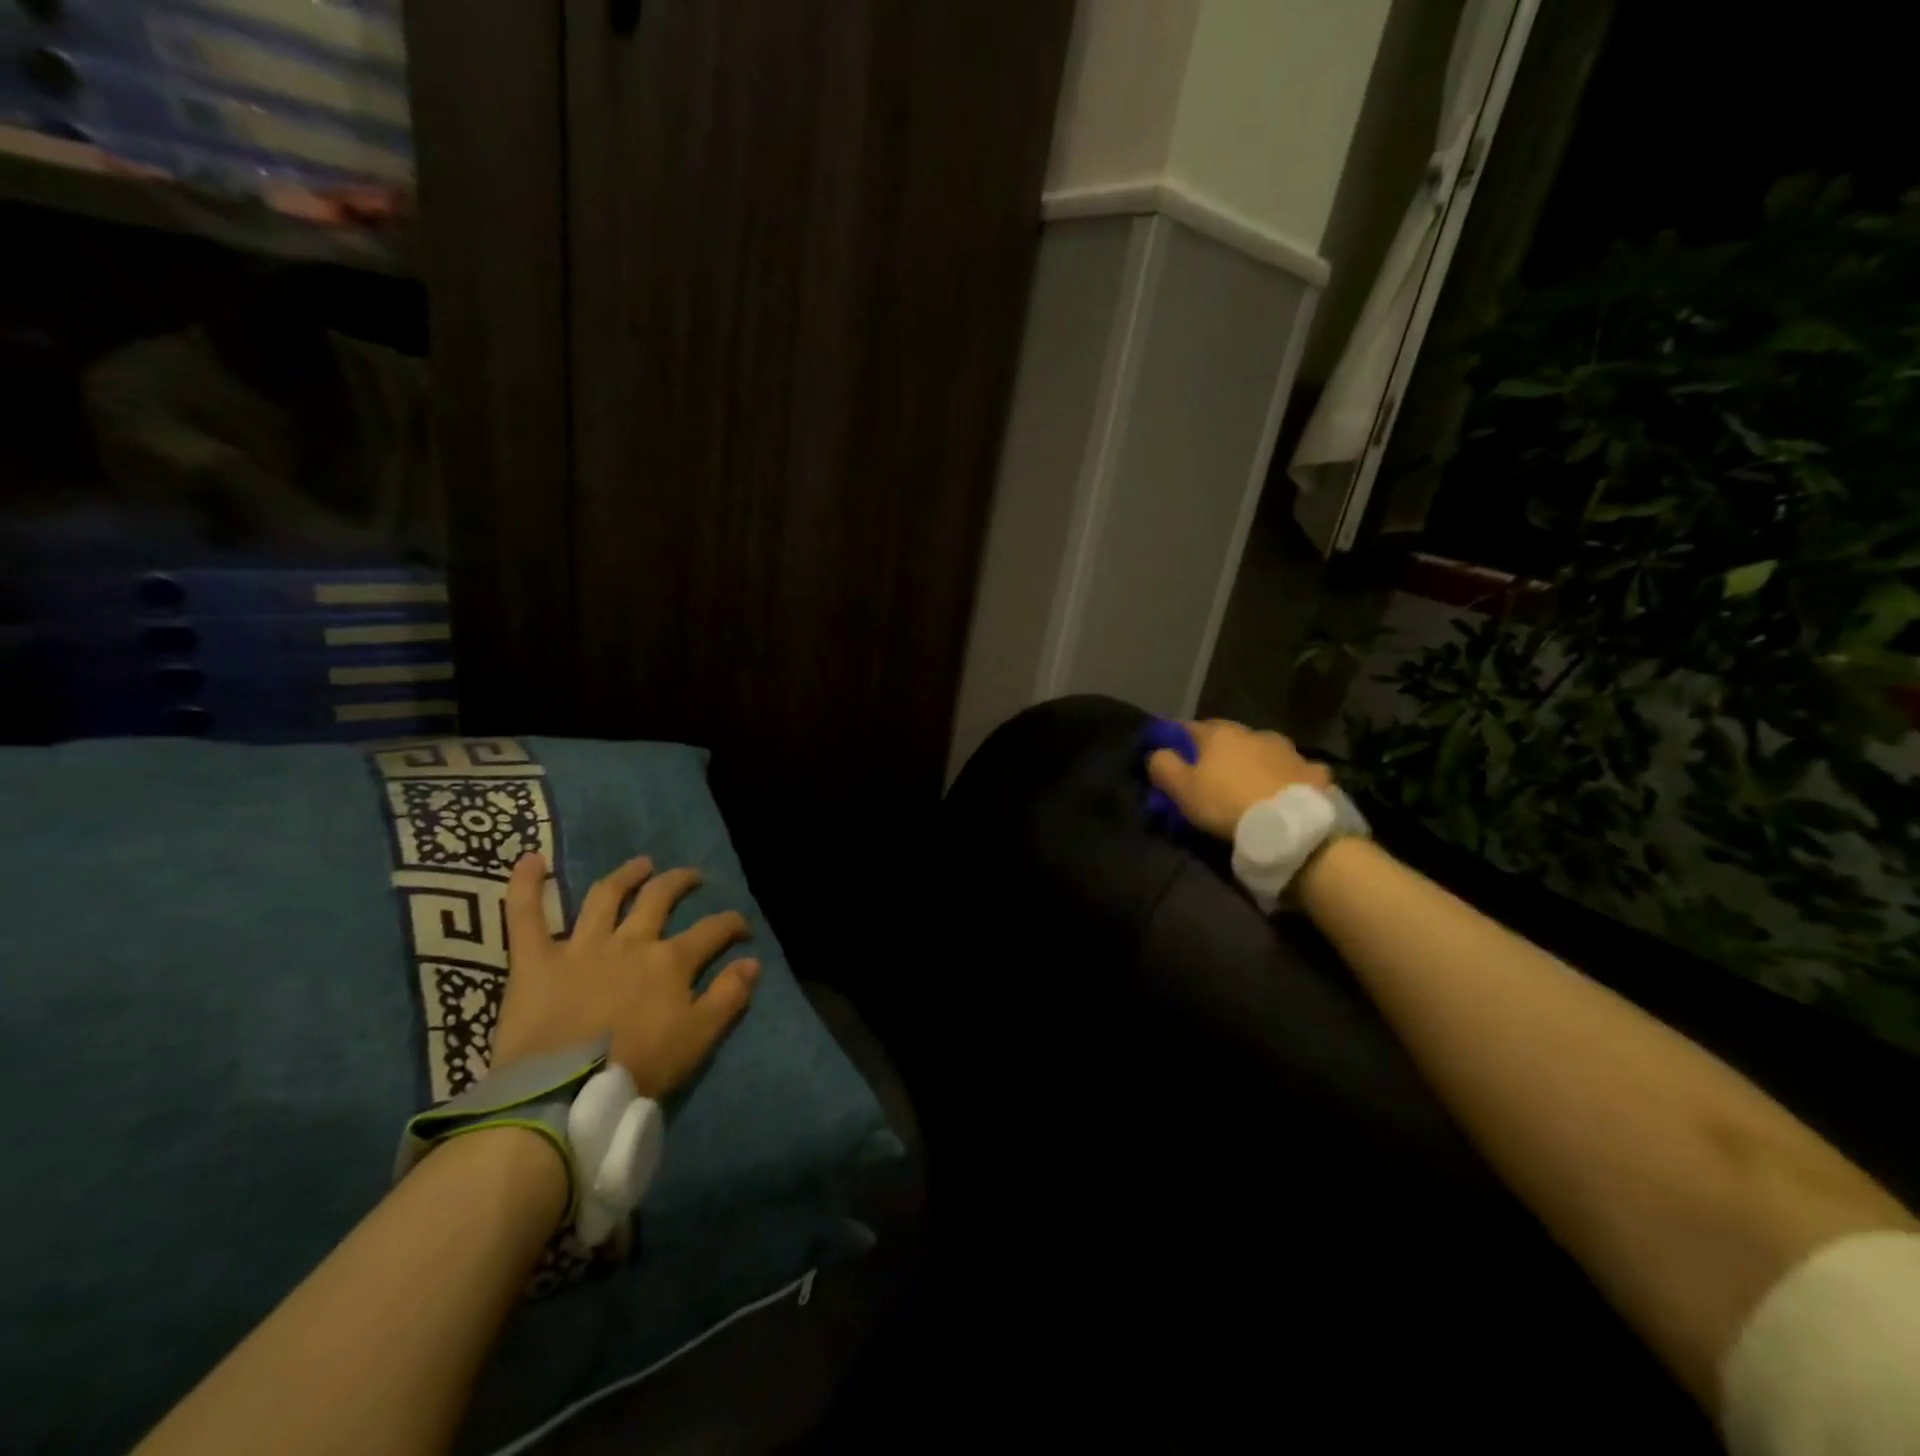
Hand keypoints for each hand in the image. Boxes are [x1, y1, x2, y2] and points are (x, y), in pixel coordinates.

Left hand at [490, 853, 759, 1098]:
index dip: (731, 924)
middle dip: (680, 883)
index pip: (712, 930)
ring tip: (640, 864)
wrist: (563, 1095)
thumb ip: (728, 997)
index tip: (741, 928)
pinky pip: (525, 915)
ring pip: (606, 896)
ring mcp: (582, 946)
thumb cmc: (637, 1068)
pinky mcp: (536, 960)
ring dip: (626, 875)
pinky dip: (526, 885)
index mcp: (670, 961)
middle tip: (691, 878)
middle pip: (660, 898)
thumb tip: (752, 962)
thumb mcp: (698, 1038)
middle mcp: (630, 942)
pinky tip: (531, 859)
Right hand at [1146, 719, 1332, 839]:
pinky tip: (1283, 789)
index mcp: (1218, 734)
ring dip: (1252, 759)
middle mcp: (1252, 733)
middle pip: (1226, 735)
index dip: (1175, 739)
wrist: (1291, 825)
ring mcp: (1286, 749)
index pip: (1187, 727)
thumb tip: (1157, 752)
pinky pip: (1293, 768)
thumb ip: (1163, 765)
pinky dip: (1285, 775)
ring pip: (1261, 748)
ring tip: (1248, 782)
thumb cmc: (1227, 803)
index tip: (1169, 754)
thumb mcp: (1181, 789)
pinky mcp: (1312, 770)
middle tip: (1208, 772)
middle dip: (1216, 748)